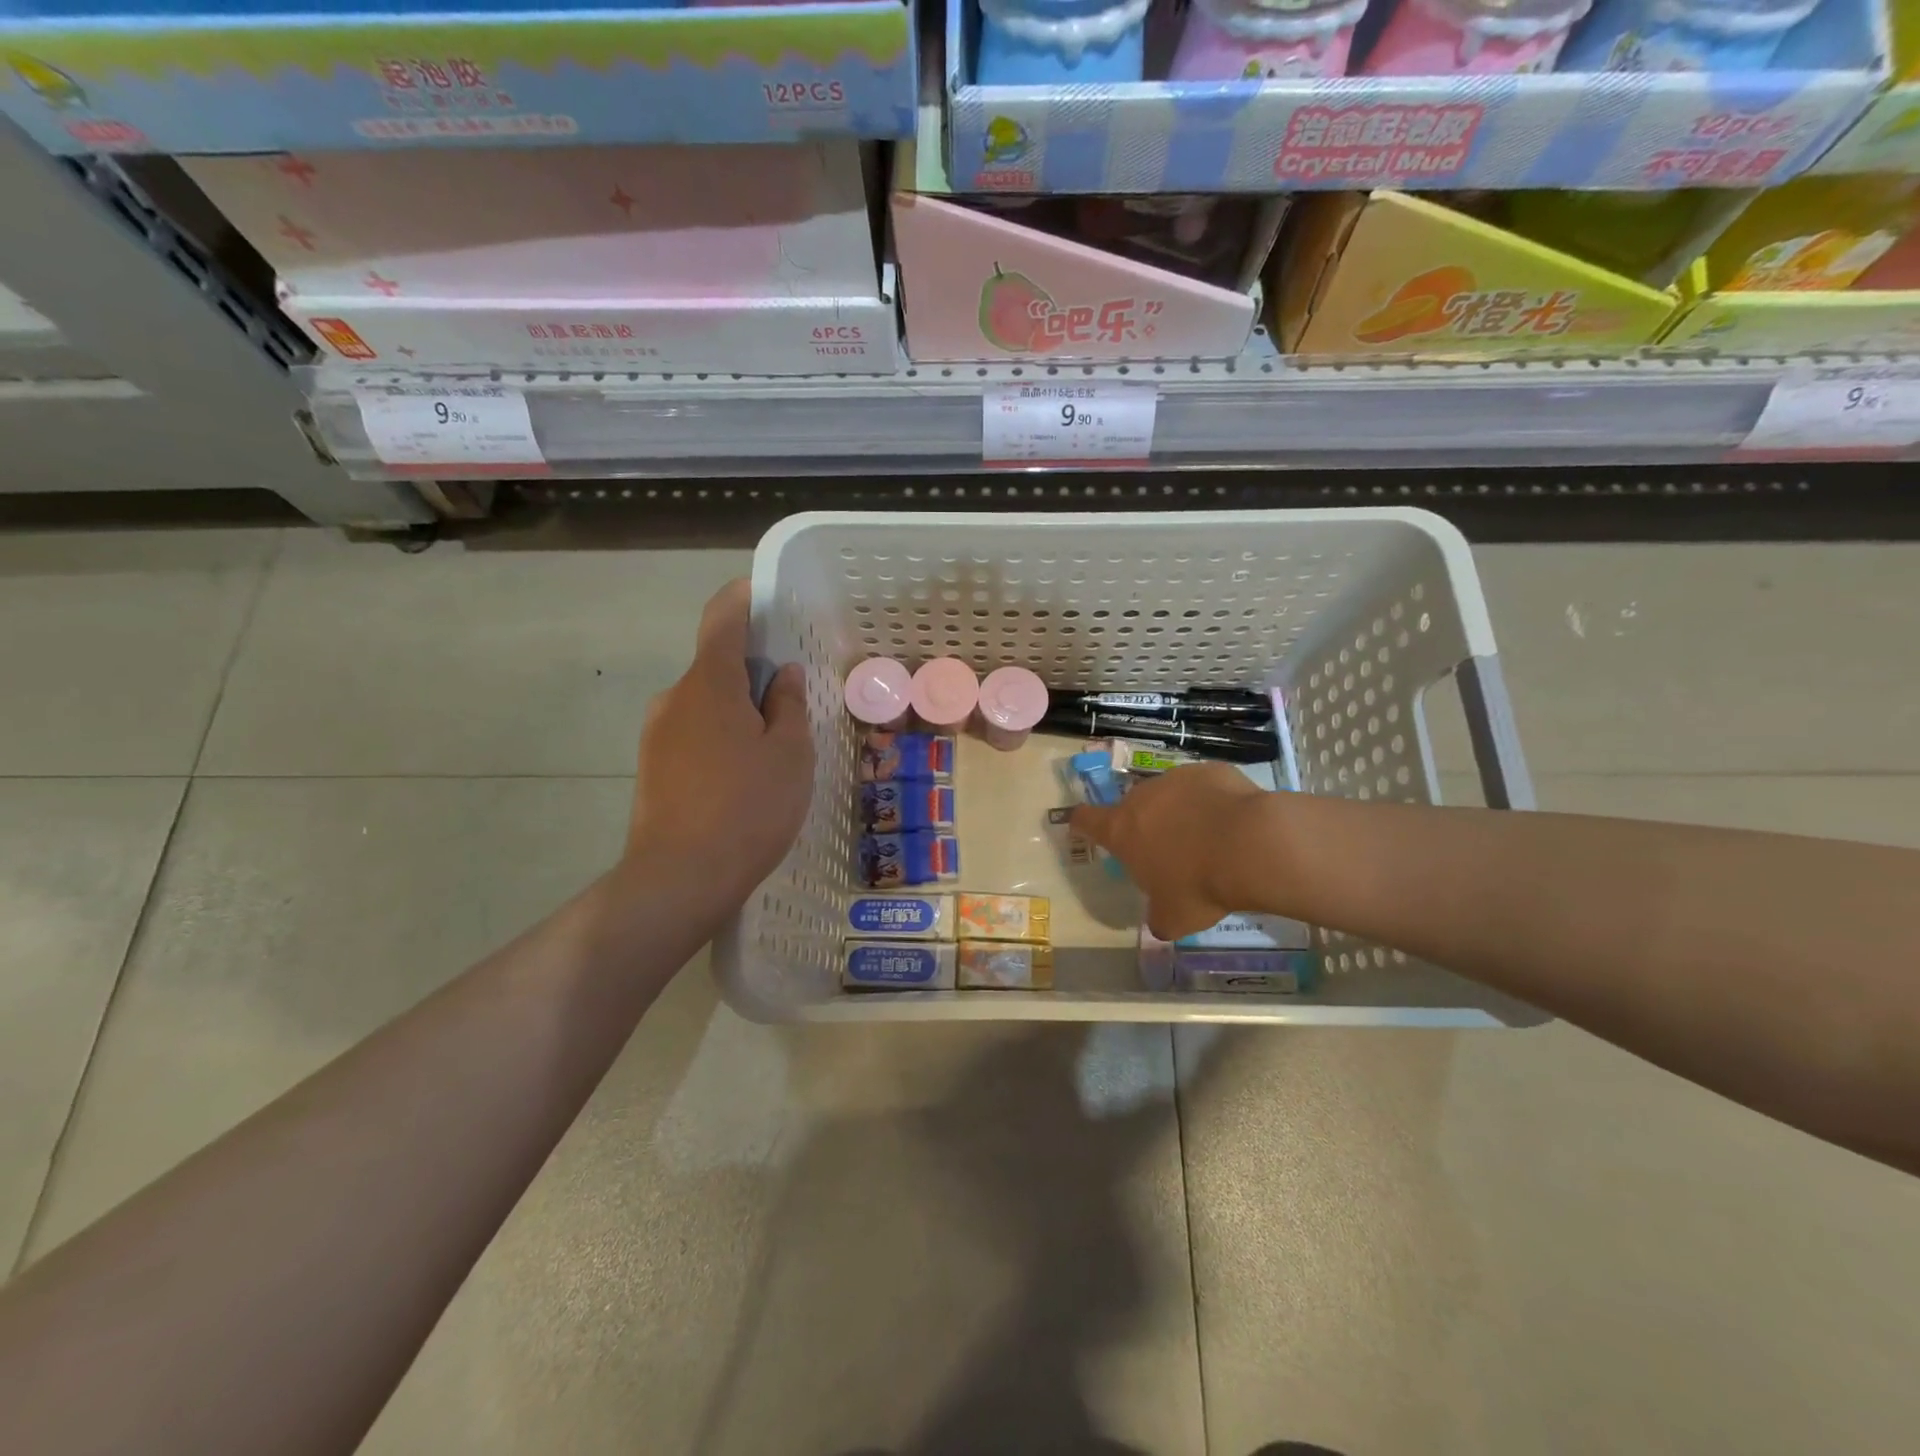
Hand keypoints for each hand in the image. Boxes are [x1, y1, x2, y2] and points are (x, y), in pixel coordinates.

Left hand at [626, 580, 812, 907]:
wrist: (680, 878)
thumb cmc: (748, 807)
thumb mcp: (790, 753)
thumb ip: (789, 705)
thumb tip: (781, 676)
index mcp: (709, 683)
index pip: (722, 618)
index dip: (744, 598)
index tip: (768, 597)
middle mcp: (674, 698)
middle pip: (716, 666)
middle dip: (753, 674)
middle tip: (792, 703)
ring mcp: (657, 735)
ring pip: (706, 705)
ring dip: (738, 712)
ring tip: (773, 752)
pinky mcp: (653, 768)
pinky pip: (694, 735)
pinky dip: (721, 740)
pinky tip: (745, 779)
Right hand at [1070, 763, 1265, 939]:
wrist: (1252, 845)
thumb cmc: (1200, 885)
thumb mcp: (1174, 917)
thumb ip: (1159, 916)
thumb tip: (1160, 920)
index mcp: (1122, 830)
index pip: (1086, 820)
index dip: (1082, 823)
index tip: (1081, 825)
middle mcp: (1142, 797)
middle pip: (1132, 807)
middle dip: (1144, 825)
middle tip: (1167, 851)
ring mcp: (1176, 779)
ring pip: (1169, 795)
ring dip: (1179, 812)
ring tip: (1207, 837)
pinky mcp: (1210, 770)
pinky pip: (1204, 787)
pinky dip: (1211, 801)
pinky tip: (1232, 822)